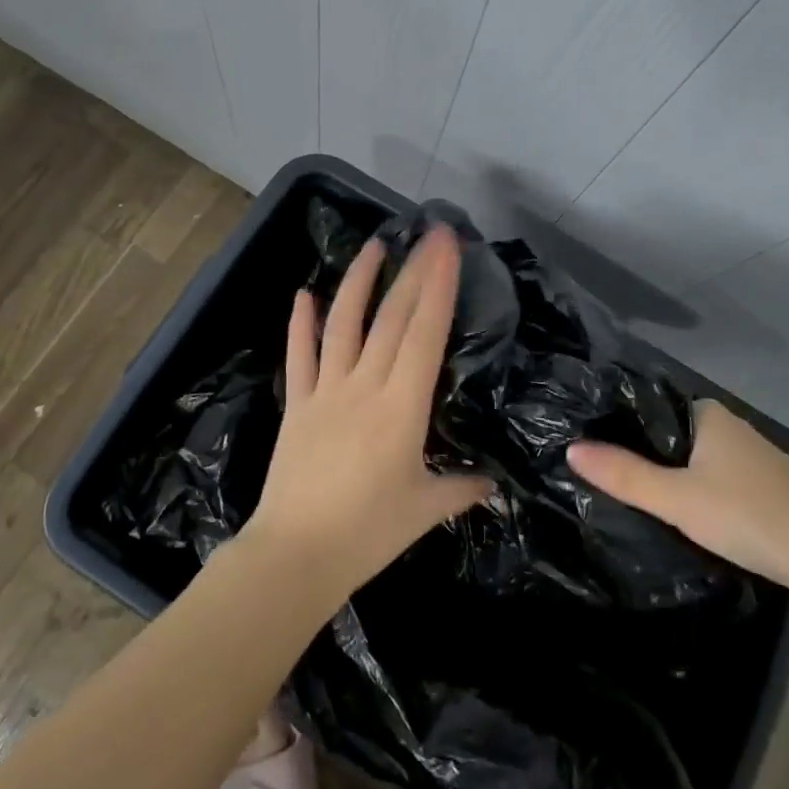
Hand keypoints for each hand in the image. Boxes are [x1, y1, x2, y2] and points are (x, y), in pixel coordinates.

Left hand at [240, 226, 492, 603]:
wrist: (296, 555)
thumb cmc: (368, 533)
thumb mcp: (425, 510)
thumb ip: (463, 488)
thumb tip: (493, 482)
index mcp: (402, 407)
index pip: (424, 333)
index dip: (438, 285)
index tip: (446, 247)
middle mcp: (364, 386)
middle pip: (392, 318)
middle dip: (413, 271)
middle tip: (429, 234)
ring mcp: (325, 391)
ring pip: (343, 323)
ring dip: (359, 280)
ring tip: (375, 247)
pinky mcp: (297, 404)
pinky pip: (299, 355)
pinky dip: (300, 322)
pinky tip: (303, 294)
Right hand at [567, 399, 788, 595]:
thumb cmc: (751, 515)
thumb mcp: (677, 499)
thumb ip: (623, 475)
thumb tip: (570, 449)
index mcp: (707, 413)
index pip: (647, 406)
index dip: (616, 425)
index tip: (586, 445)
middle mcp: (728, 426)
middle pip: (668, 434)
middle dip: (639, 453)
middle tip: (600, 476)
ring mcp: (751, 457)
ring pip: (693, 459)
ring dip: (668, 475)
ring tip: (630, 496)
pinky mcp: (767, 487)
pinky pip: (714, 479)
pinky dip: (694, 491)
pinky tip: (681, 514)